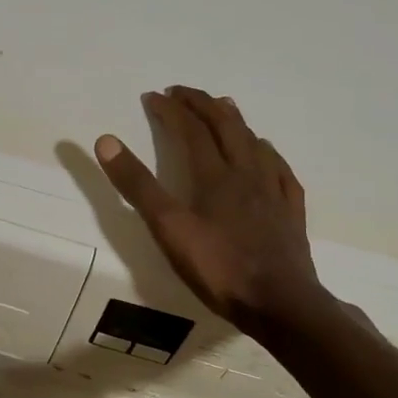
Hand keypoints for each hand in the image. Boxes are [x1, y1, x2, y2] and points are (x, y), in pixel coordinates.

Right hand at [95, 86, 320, 327]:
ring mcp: (273, 192)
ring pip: (255, 143)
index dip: (171, 109)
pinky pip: (280, 171)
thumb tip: (106, 141)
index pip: (191, 129)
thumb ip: (138, 185)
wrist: (281, 305)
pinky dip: (267, 154)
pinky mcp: (291, 213)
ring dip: (235, 121)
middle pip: (226, 126)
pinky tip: (266, 155)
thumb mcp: (168, 228)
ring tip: (224, 108)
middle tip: (183, 93)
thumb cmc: (219, 268)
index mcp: (214, 175)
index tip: (153, 96)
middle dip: (202, 104)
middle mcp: (246, 173)